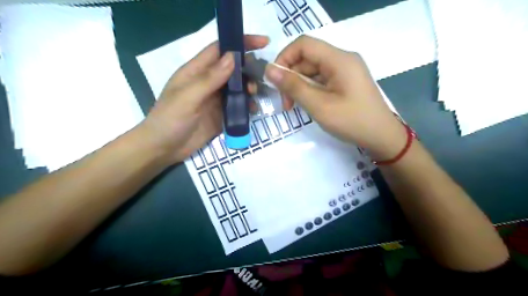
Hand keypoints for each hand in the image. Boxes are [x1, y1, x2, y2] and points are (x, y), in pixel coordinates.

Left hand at [138, 35, 269, 164]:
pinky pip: (238, 105)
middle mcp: (208, 82)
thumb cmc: (170, 120)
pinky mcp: (221, 115)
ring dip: (249, 88)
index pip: (219, 50)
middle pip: (232, 68)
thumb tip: (233, 57)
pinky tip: (252, 110)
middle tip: (259, 78)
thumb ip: (209, 78)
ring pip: (237, 87)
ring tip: (254, 95)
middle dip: (248, 69)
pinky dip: (247, 105)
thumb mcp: (188, 97)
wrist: (164, 149)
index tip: (262, 42)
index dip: (239, 42)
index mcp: (196, 71)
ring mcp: (215, 99)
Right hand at [267, 35, 404, 159]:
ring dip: (299, 85)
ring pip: (313, 70)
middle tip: (286, 103)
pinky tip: (308, 104)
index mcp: (339, 59)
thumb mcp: (319, 105)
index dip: (284, 58)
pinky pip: (322, 79)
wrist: (382, 137)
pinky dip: (310, 89)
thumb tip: (269, 70)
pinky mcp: (345, 81)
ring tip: (294, 106)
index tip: (276, 81)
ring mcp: (345, 70)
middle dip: (291, 78)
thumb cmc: (352, 122)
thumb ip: (293, 86)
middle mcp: (342, 59)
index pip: (303, 44)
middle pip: (307, 58)